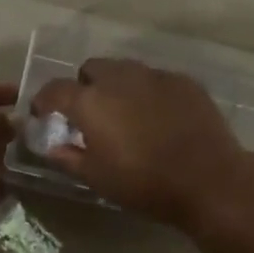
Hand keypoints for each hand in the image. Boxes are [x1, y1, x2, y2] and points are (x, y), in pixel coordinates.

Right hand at [31, 58, 245, 227]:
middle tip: (92, 114)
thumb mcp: (97, 178)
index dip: (45, 100)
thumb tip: (52, 146)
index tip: (44, 113)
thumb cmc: (144, 183)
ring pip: (125, 70)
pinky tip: (159, 117)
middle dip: (85, 86)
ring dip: (117, 86)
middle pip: (91, 69)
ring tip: (127, 114)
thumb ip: (68, 157)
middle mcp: (119, 78)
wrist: (209, 180)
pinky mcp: (183, 81)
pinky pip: (155, 79)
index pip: (55, 89)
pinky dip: (148, 92)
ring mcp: (154, 76)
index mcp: (90, 101)